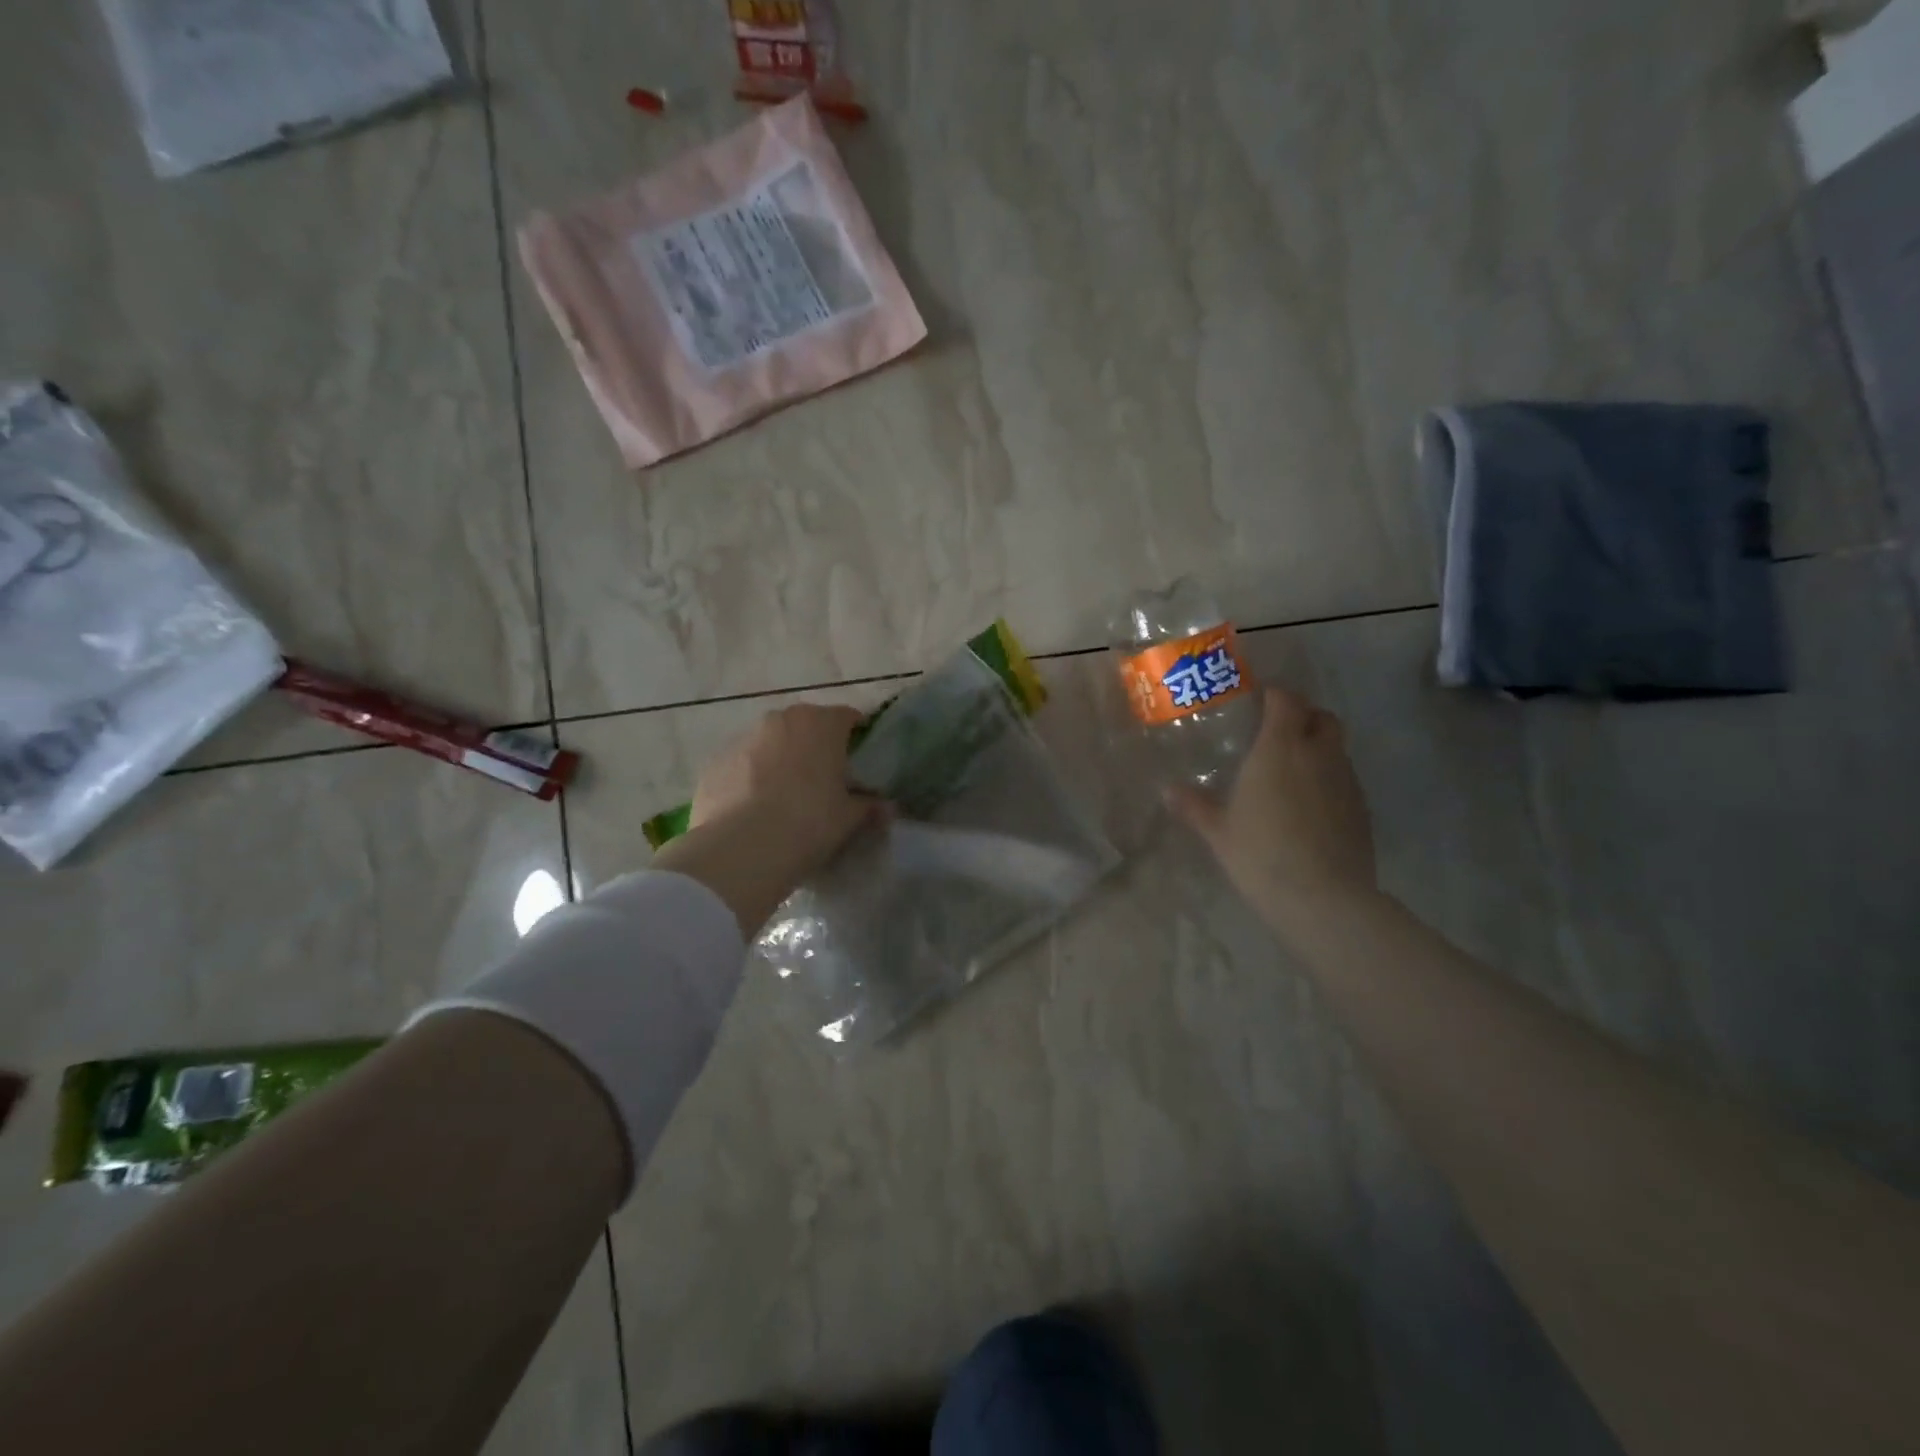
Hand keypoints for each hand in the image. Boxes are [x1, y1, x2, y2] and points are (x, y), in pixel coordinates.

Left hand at [690, 703, 880, 883]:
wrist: (741, 851)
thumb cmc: (808, 823)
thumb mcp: (849, 819)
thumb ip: (869, 806)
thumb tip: (885, 807)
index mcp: (820, 723)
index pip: (848, 717)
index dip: (857, 738)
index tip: (860, 763)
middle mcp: (780, 720)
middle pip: (806, 727)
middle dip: (816, 748)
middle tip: (824, 782)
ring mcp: (742, 739)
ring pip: (771, 744)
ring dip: (781, 762)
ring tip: (786, 800)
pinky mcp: (714, 763)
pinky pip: (742, 766)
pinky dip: (751, 780)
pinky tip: (754, 812)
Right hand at [1167, 687, 1377, 937]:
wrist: (1323, 898)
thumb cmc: (1261, 854)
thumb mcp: (1218, 832)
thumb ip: (1194, 806)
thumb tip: (1169, 791)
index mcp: (1280, 748)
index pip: (1287, 700)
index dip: (1276, 695)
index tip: (1259, 701)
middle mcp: (1318, 754)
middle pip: (1323, 717)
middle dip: (1305, 717)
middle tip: (1280, 733)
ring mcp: (1346, 781)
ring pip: (1337, 748)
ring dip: (1319, 749)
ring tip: (1293, 772)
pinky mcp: (1362, 808)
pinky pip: (1345, 779)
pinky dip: (1329, 780)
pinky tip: (1310, 807)